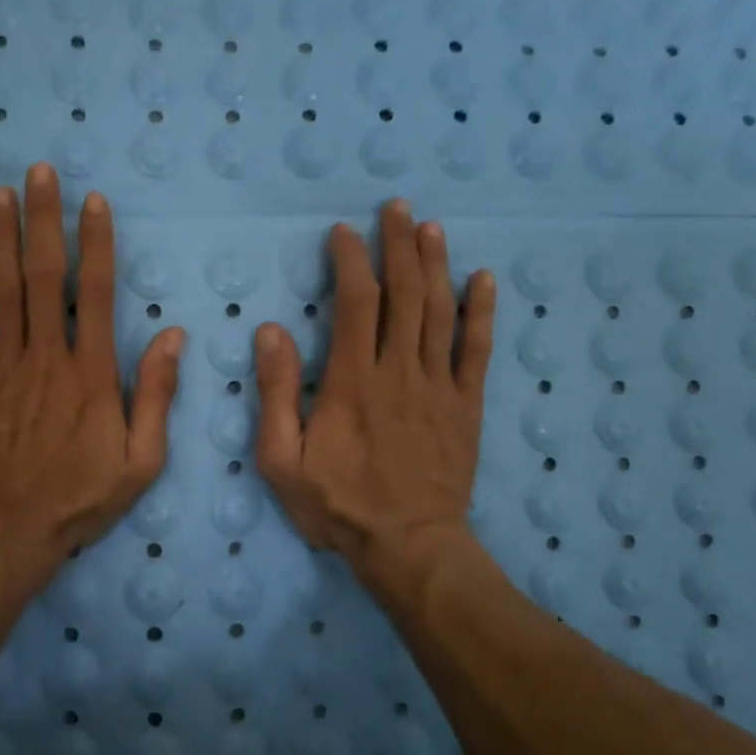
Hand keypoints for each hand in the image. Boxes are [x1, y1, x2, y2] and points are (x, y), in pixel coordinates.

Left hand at [0, 164, 186, 591]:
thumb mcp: (141, 460)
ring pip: (3, 289)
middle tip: (40, 172)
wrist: (8, 531)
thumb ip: (157, 395)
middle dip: (45, 220)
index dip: (96, 243)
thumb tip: (173, 336)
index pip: (98, 293)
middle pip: (46, 276)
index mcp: (92, 373)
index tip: (93, 202)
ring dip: (1, 236)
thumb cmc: (80, 498)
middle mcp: (48, 356)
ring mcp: (3, 366)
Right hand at [254, 200, 495, 593]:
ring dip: (436, 264)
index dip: (351, 260)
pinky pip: (478, 350)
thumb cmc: (338, 505)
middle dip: (399, 245)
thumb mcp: (282, 459)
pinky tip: (483, 279)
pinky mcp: (466, 406)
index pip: (357, 302)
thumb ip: (275, 393)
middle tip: (397, 208)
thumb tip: (272, 331)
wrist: (408, 546)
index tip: (344, 232)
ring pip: (441, 311)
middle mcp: (400, 371)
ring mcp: (439, 386)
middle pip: (405, 294)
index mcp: (353, 381)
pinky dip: (482, 312)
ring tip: (431, 227)